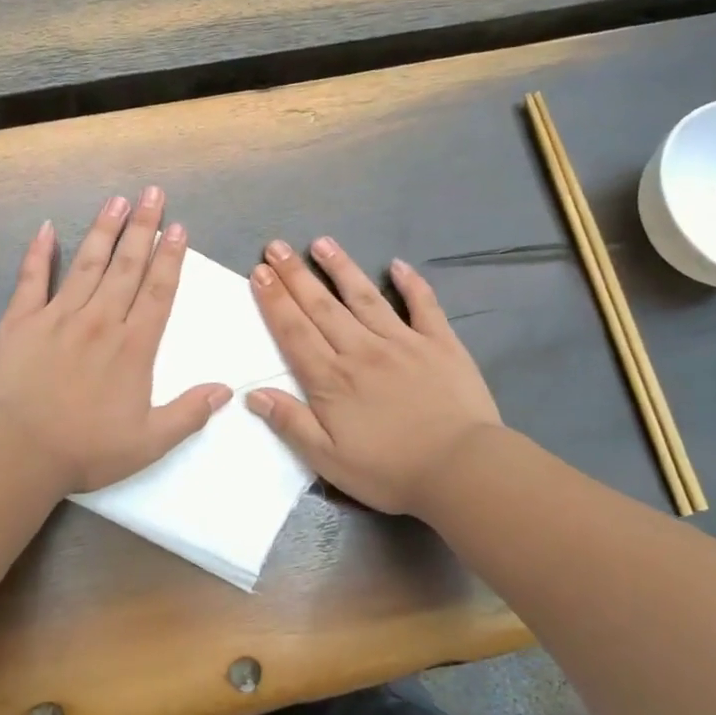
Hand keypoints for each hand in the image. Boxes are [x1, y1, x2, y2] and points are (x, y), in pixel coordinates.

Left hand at [0, 187, 231, 493]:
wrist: (19, 451)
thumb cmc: (86, 449)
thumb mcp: (150, 443)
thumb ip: (189, 414)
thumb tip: (226, 389)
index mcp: (134, 346)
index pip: (158, 291)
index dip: (170, 258)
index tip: (178, 227)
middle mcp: (100, 320)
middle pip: (127, 266)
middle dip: (143, 228)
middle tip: (152, 193)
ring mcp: (58, 315)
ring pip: (87, 263)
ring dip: (104, 230)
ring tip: (117, 201)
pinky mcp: (21, 320)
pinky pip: (32, 278)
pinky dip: (39, 252)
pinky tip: (48, 228)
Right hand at [246, 237, 505, 515]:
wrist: (462, 470)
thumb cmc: (390, 471)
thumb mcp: (328, 460)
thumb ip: (291, 423)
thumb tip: (254, 394)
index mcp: (332, 379)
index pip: (294, 332)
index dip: (274, 301)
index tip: (259, 272)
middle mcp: (361, 350)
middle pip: (322, 307)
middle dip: (296, 275)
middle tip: (276, 247)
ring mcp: (403, 342)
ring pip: (365, 297)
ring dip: (341, 268)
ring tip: (322, 243)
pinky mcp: (440, 344)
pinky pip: (423, 306)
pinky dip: (411, 284)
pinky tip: (398, 265)